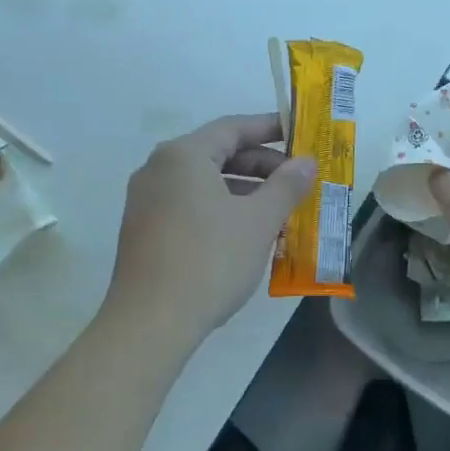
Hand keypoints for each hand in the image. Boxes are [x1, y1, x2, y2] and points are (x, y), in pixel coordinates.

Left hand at [105, 113, 317, 342]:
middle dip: (260, 165)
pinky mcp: (143, 230)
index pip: (233, 128)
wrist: (150, 322)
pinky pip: (189, 204)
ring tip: (279, 209)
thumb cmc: (209, 260)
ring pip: (204, 182)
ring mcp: (146, 200)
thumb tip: (306, 162)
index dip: (270, 128)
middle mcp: (158, 169)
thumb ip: (285, 186)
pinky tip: (246, 232)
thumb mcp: (258, 221)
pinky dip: (220, 208)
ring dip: (243, 189)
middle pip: (217, 153)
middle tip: (297, 180)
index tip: (300, 135)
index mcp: (183, 155)